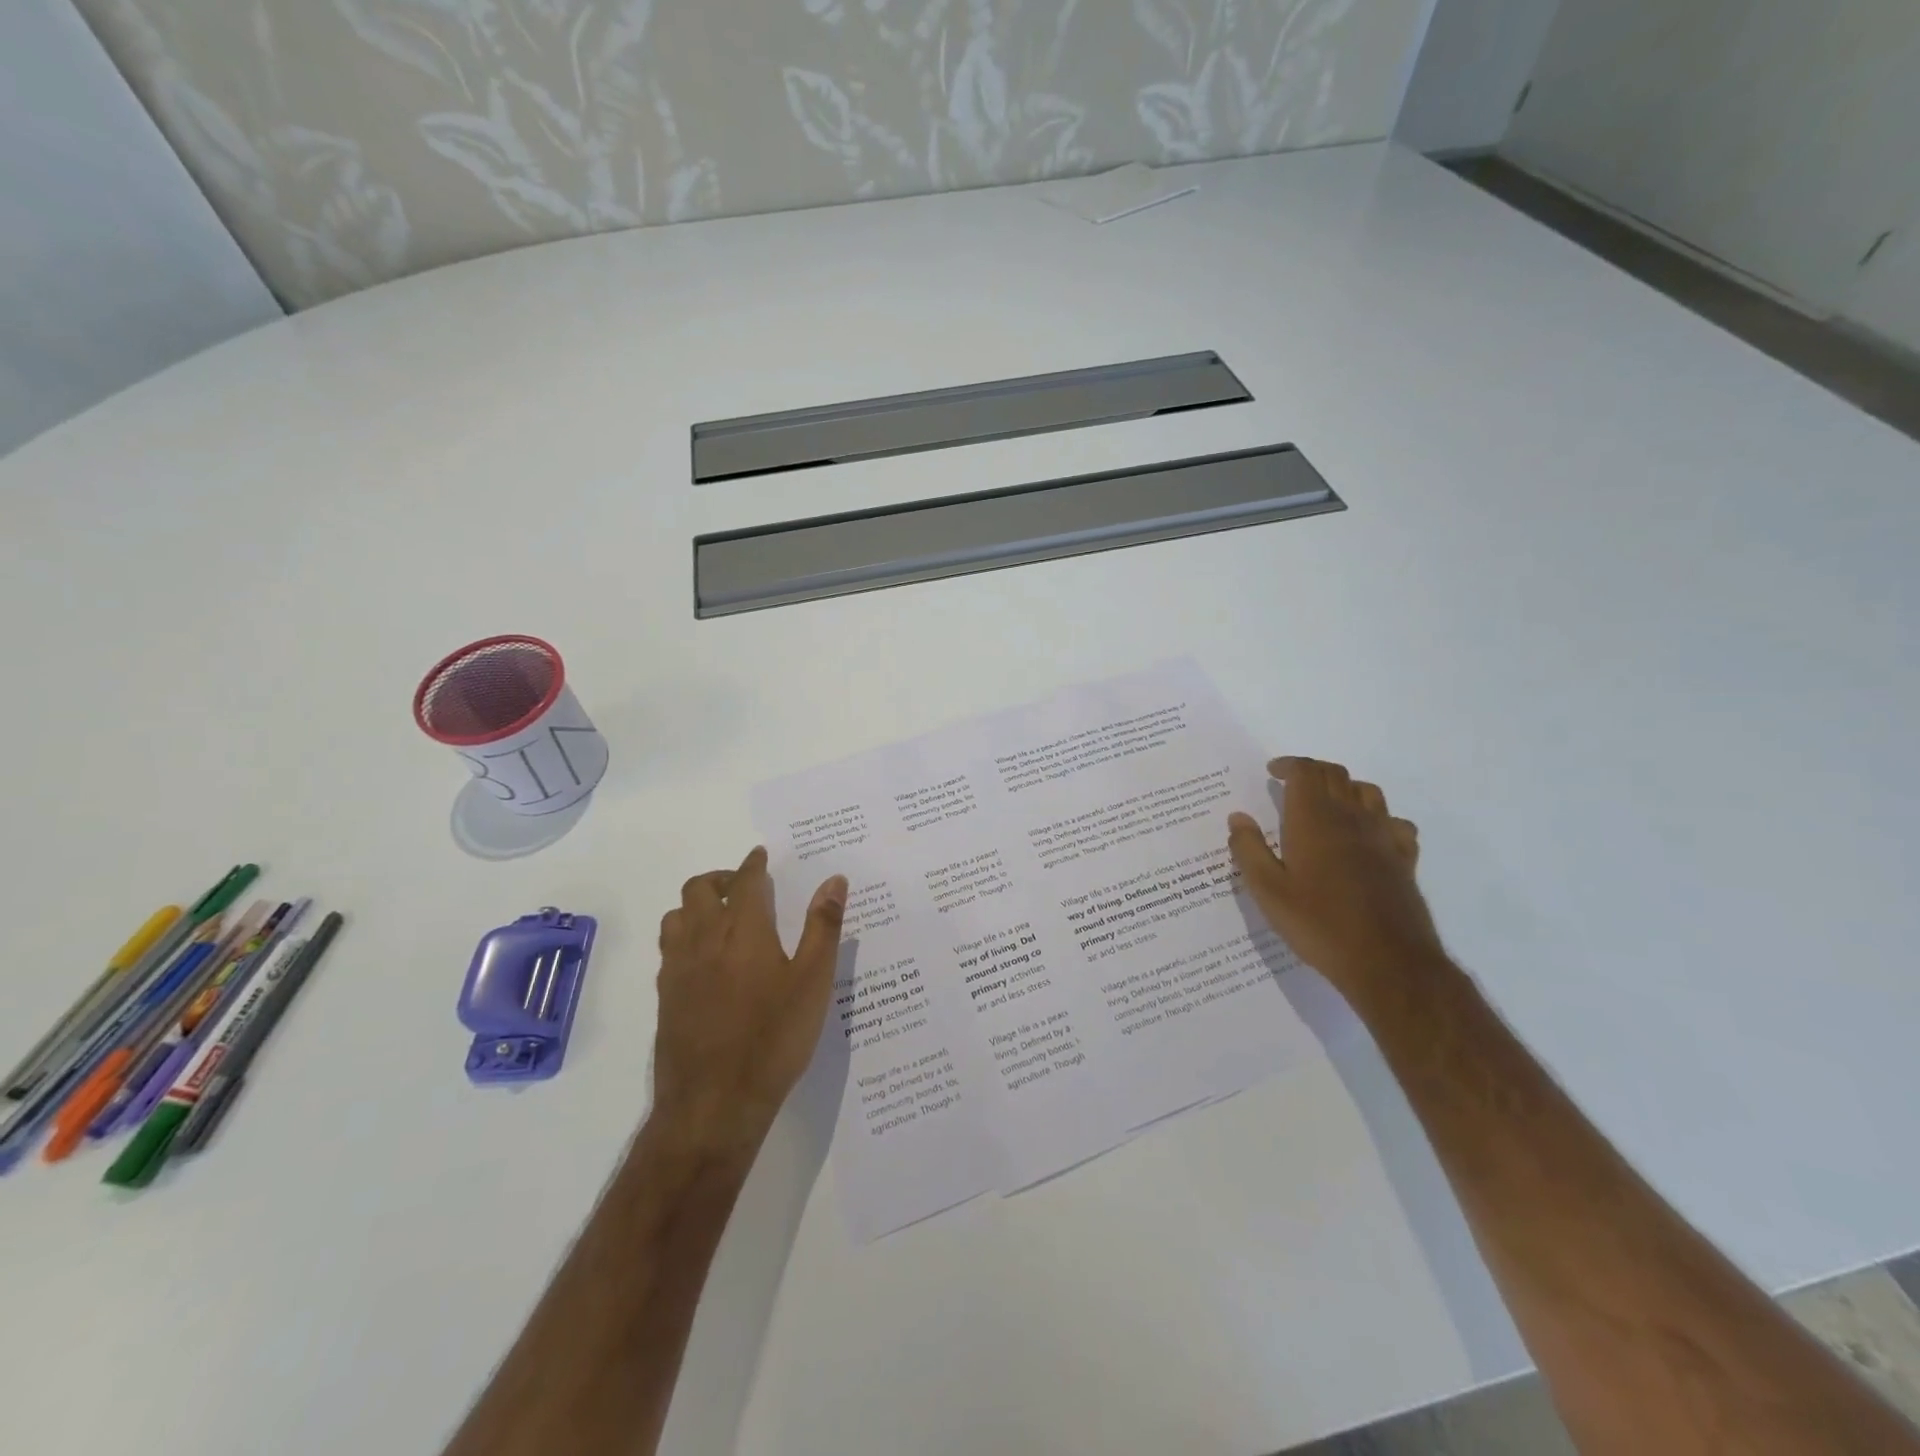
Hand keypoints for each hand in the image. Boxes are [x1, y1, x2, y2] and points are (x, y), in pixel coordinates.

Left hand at [652, 847, 848, 1153]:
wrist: (714, 1104)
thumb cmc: (774, 1038)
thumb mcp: (813, 982)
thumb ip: (823, 926)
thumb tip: (834, 880)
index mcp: (742, 929)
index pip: (745, 880)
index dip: (754, 863)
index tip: (761, 855)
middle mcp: (703, 939)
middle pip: (698, 888)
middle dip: (721, 878)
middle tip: (745, 887)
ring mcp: (677, 968)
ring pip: (677, 915)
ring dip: (697, 905)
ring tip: (722, 918)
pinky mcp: (665, 997)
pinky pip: (669, 948)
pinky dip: (686, 935)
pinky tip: (706, 960)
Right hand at [1227, 756, 1444, 1001]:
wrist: (1387, 961)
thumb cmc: (1318, 924)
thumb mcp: (1267, 891)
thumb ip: (1249, 850)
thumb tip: (1238, 817)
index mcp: (1313, 820)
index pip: (1306, 772)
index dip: (1289, 765)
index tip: (1272, 771)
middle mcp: (1351, 818)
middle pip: (1336, 775)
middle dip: (1313, 771)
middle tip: (1292, 783)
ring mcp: (1383, 837)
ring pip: (1368, 792)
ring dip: (1345, 787)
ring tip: (1328, 803)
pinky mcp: (1404, 859)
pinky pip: (1395, 822)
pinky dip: (1378, 817)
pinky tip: (1369, 834)